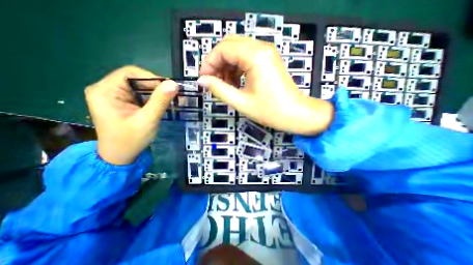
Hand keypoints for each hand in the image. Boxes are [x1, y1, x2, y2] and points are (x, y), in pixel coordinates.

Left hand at [84, 66, 177, 165]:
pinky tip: (161, 104)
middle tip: (172, 95)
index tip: (168, 88)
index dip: (152, 78)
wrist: (120, 157)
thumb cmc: (130, 140)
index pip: (130, 73)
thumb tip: (173, 84)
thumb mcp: (147, 120)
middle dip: (156, 86)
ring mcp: (114, 96)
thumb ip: (160, 101)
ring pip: (139, 87)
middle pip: (135, 79)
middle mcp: (106, 89)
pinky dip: (152, 98)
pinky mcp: (122, 103)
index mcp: (105, 91)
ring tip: (169, 100)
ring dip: (156, 92)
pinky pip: (139, 94)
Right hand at [198, 35, 333, 135]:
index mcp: (255, 56)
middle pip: (229, 46)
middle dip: (217, 63)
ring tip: (224, 85)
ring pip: (237, 51)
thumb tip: (202, 81)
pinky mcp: (268, 60)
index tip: (203, 79)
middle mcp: (261, 48)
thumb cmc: (271, 111)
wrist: (296, 115)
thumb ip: (219, 89)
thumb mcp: (241, 102)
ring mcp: (266, 53)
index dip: (209, 63)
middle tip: (213, 82)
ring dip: (226, 66)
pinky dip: (236, 68)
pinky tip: (235, 83)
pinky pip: (246, 58)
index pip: (223, 49)